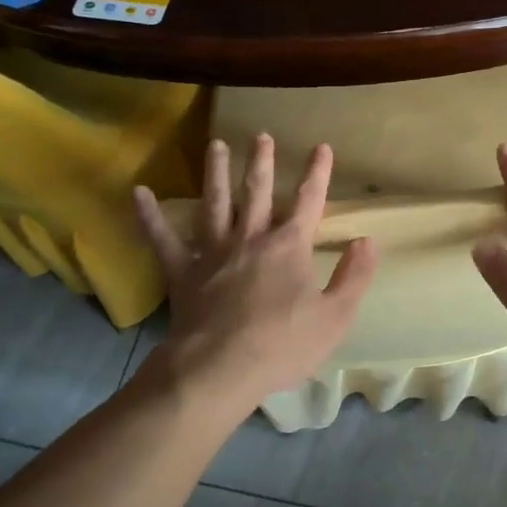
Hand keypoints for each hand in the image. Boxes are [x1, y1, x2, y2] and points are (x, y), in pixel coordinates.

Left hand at [133, 135, 377, 411]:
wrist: (219, 370)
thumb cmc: (282, 345)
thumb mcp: (335, 316)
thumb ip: (354, 276)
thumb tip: (367, 241)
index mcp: (289, 247)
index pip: (309, 201)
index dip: (317, 173)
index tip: (321, 147)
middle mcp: (251, 239)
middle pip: (258, 193)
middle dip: (262, 163)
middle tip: (260, 136)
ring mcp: (213, 253)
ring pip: (215, 204)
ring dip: (216, 173)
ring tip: (216, 145)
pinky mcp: (183, 273)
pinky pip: (163, 240)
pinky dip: (150, 216)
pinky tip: (139, 192)